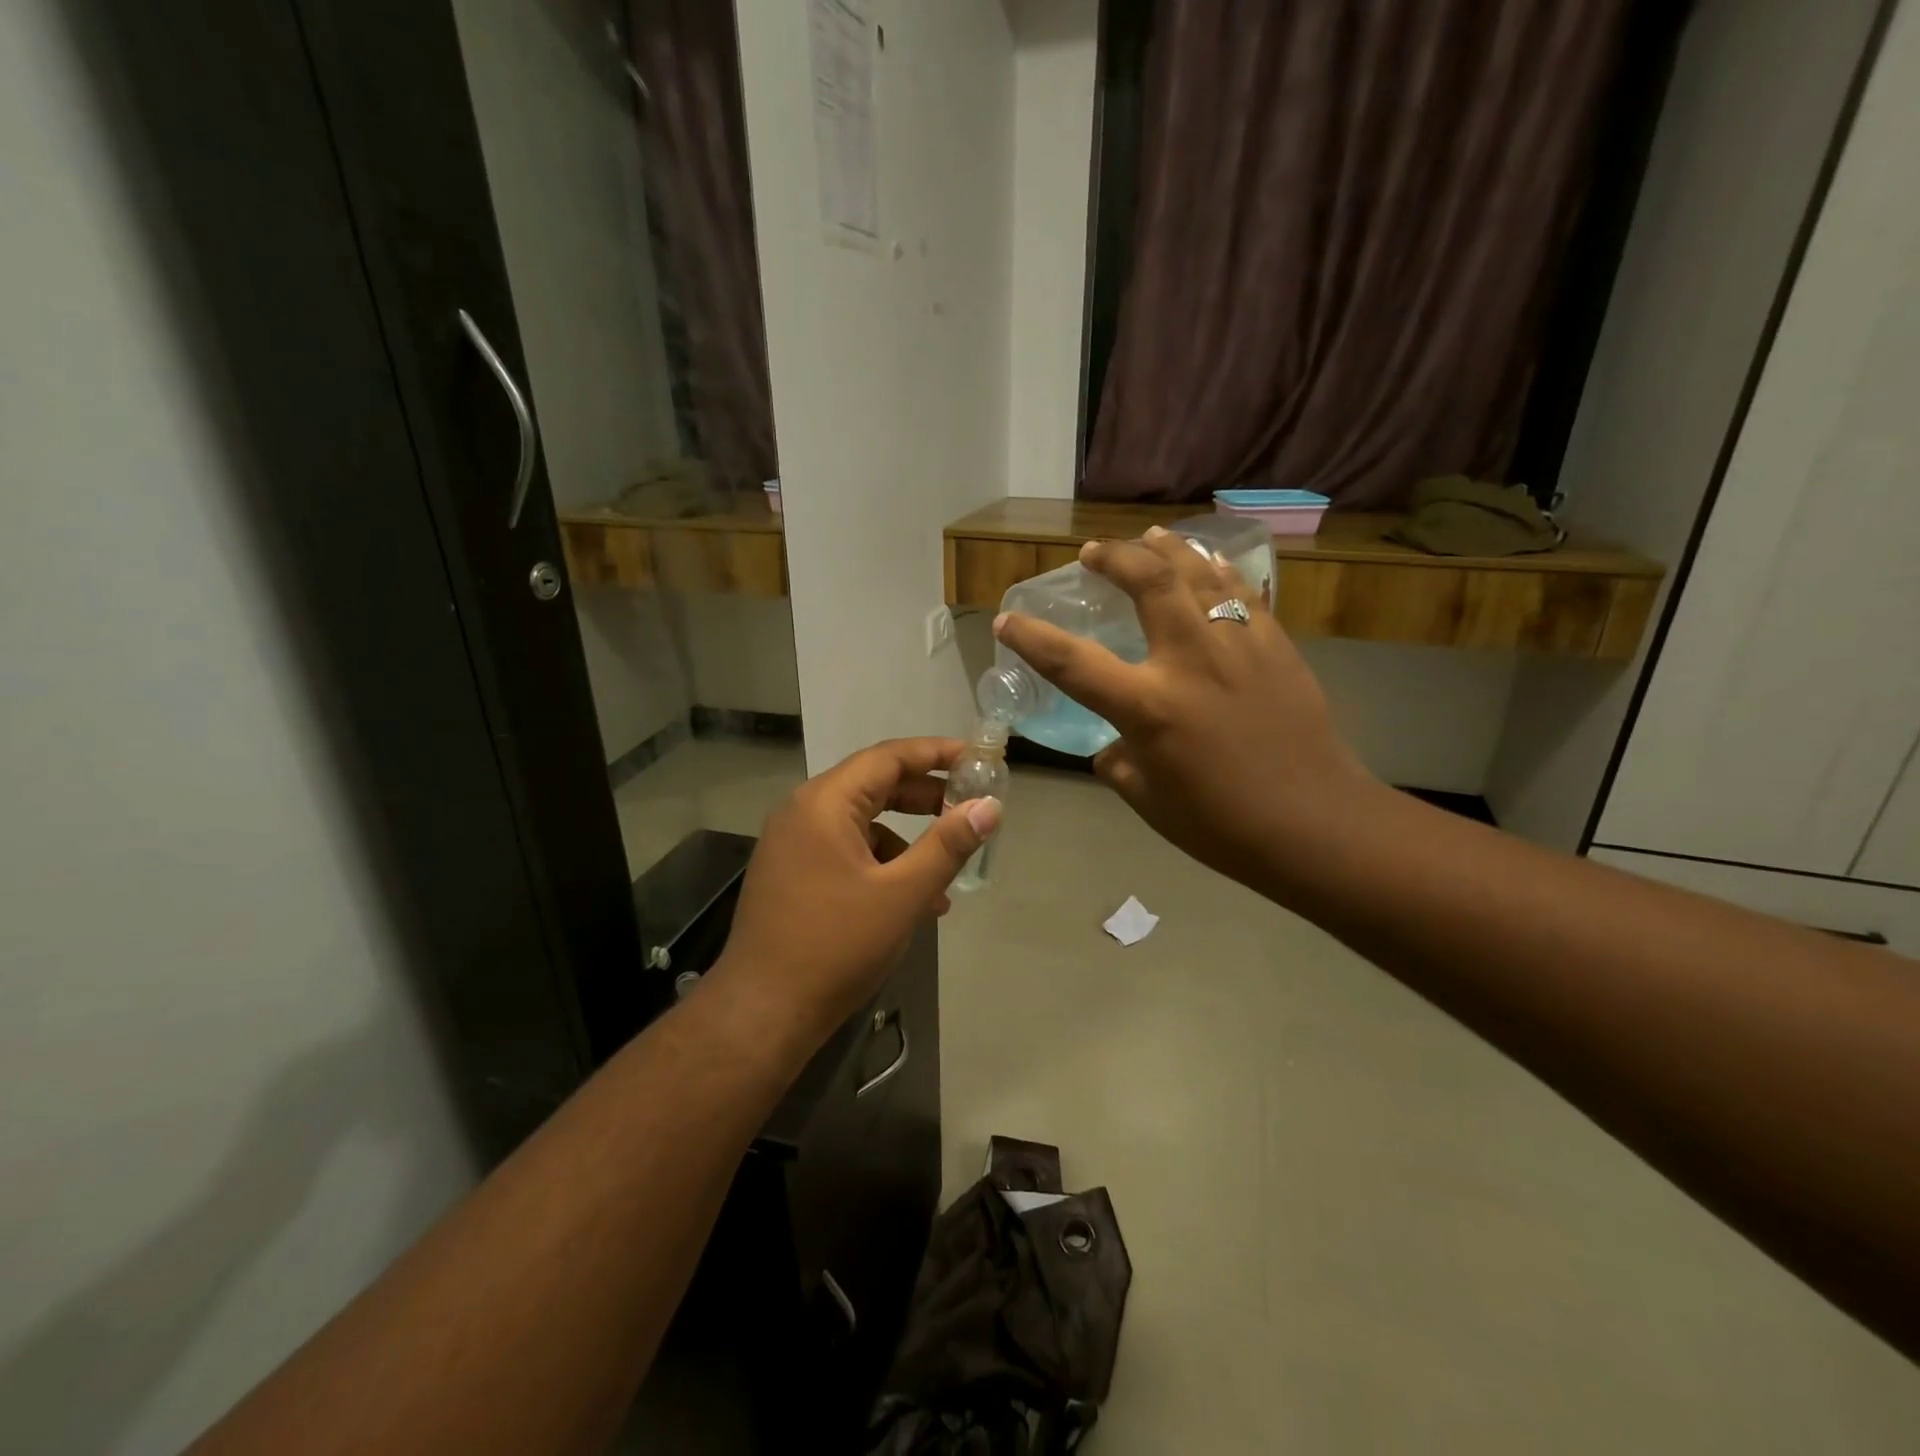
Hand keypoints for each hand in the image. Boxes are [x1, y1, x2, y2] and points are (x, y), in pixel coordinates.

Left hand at [711, 738, 1001, 1051]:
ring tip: (946, 867)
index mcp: (825, 802)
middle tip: (969, 805)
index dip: (936, 754)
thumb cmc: (837, 946)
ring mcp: (792, 843)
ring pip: (861, 821)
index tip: (976, 759)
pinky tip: (911, 901)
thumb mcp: (903, 894)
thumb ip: (948, 845)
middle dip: (925, 795)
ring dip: (906, 837)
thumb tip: (989, 807)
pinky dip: (881, 862)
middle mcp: (803, 811)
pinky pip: (844, 849)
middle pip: (874, 784)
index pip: (888, 757)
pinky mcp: (791, 872)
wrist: (763, 1012)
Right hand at [994, 528, 1374, 893]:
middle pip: (1146, 582)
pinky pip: (1241, 591)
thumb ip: (1119, 762)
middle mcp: (1190, 660)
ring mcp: (1239, 645)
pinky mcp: (1276, 646)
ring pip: (1198, 572)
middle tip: (1093, 552)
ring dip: (1166, 548)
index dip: (1031, 638)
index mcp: (1149, 706)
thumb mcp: (1148, 800)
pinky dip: (1217, 570)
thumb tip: (1114, 743)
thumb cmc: (1222, 824)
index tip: (1006, 619)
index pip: (1072, 662)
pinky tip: (1208, 564)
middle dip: (1113, 557)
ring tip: (1146, 538)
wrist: (1315, 823)